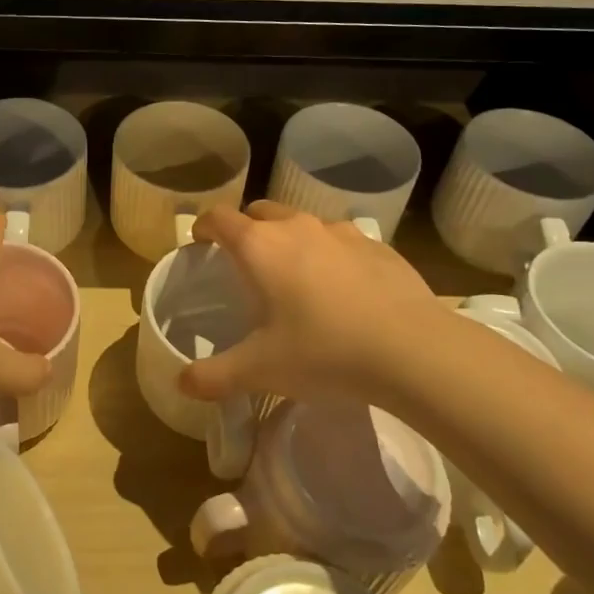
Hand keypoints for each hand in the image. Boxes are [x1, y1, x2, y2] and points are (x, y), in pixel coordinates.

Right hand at [179, 202, 453, 406]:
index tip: (200, 243)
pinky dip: (331, 255)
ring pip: (303, 222)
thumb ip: (214, 375)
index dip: (204, 227)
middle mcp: (296, 226)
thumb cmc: (323, 352)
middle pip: (260, 211)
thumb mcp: (260, 370)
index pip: (219, 217)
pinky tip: (344, 291)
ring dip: (290, 239)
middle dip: (247, 229)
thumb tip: (181, 383)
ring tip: (296, 277)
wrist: (413, 351)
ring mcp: (341, 232)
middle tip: (246, 264)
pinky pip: (342, 241)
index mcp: (259, 246)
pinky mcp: (378, 245)